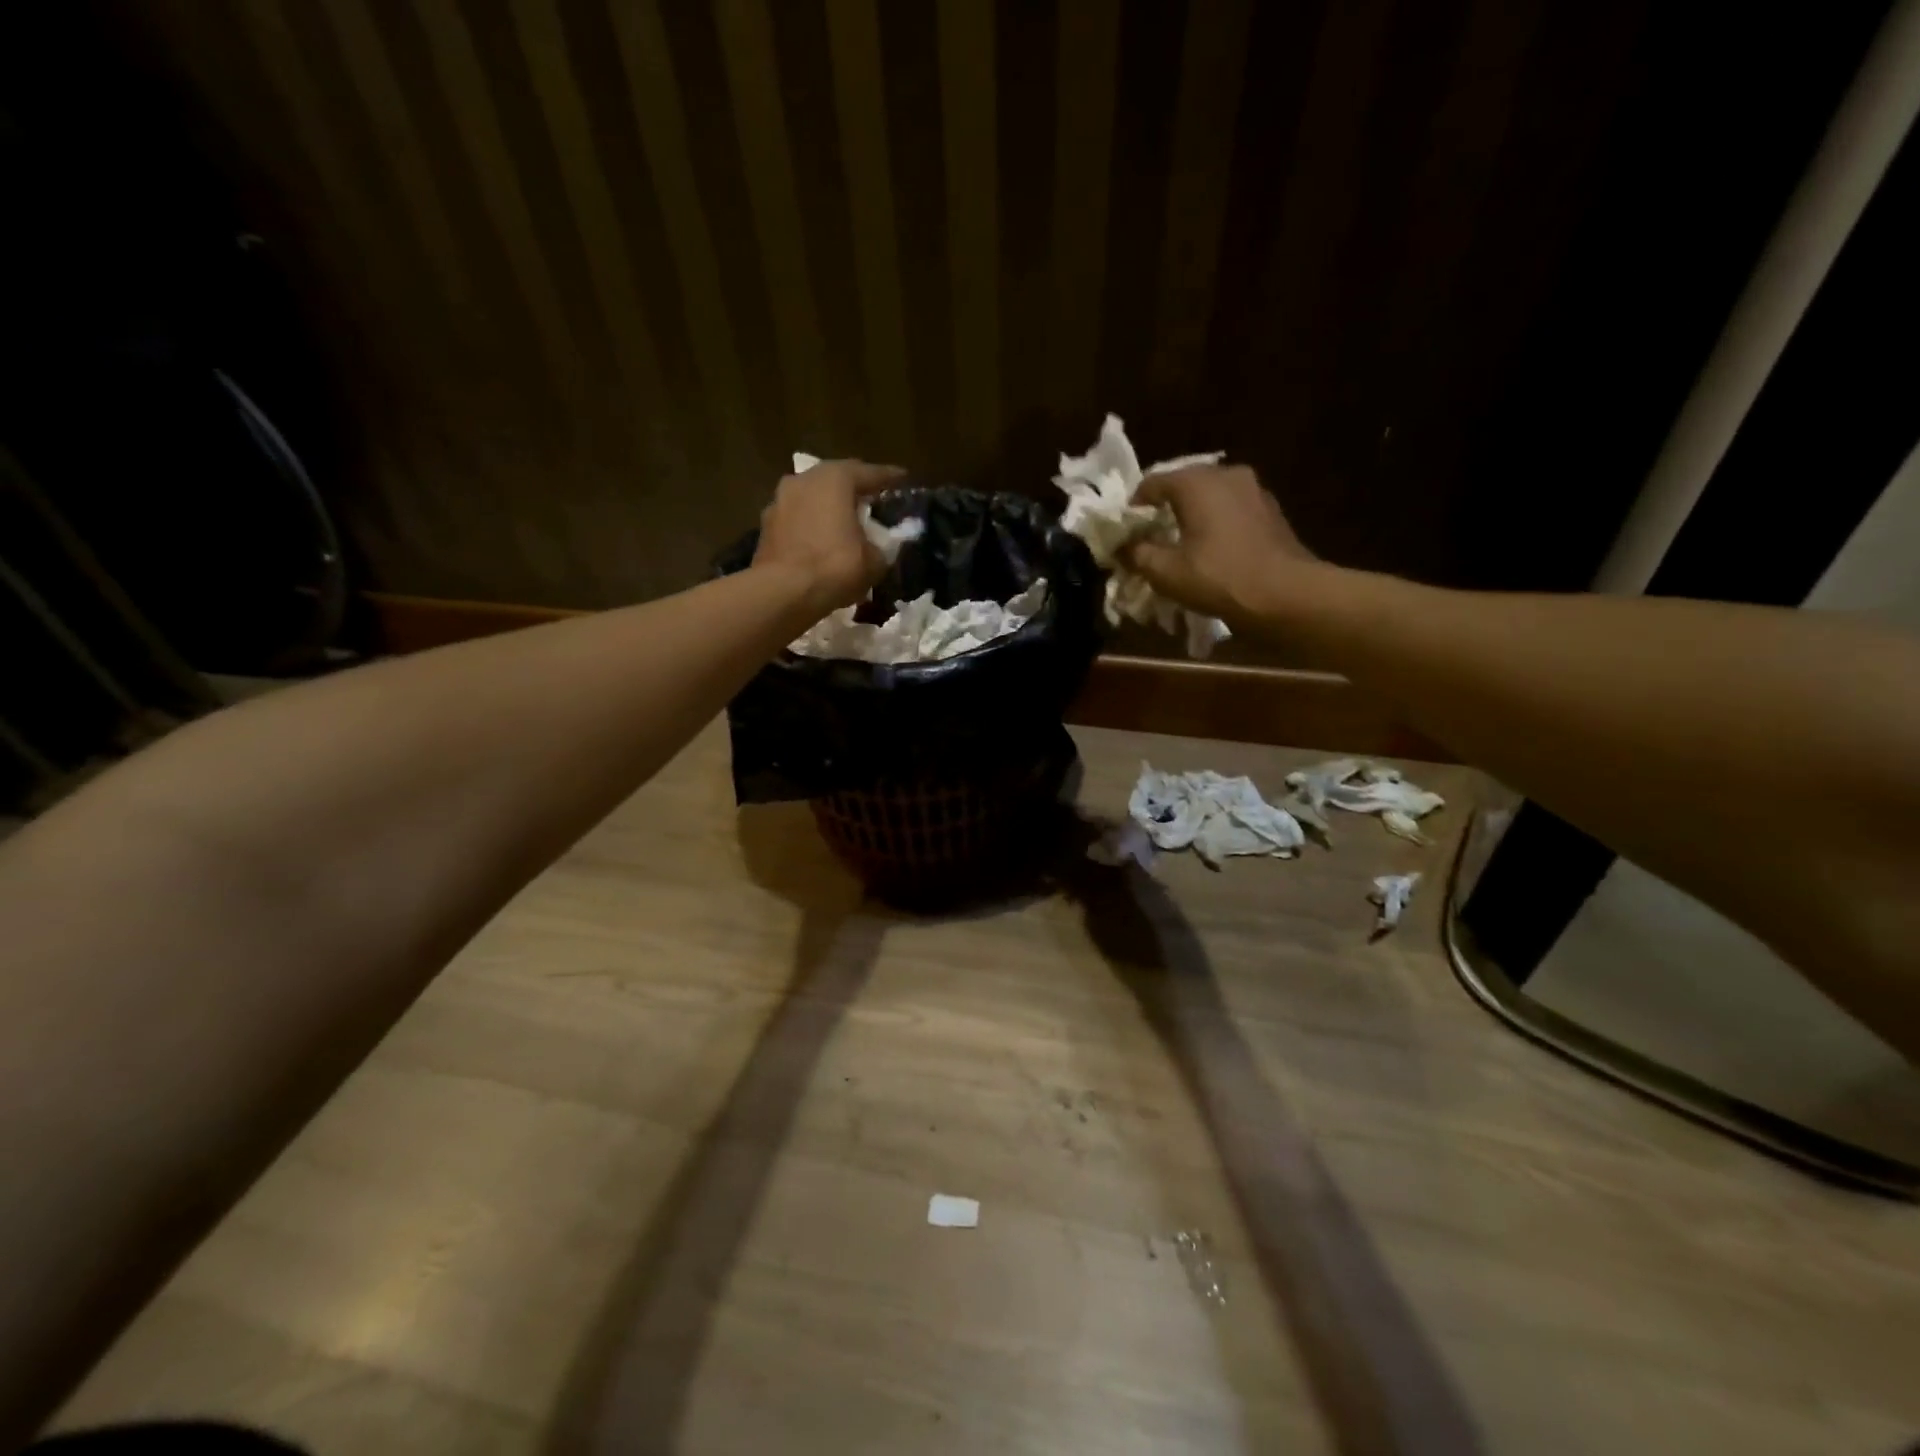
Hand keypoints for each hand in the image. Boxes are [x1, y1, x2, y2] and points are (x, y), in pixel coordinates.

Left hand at [752, 458, 904, 615]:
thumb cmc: (835, 567)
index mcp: (834, 479)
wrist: (783, 593)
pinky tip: (821, 541)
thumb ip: (881, 546)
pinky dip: (811, 526)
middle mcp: (804, 480)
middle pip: (836, 480)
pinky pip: (797, 520)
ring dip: (828, 508)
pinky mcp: (766, 527)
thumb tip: (878, 547)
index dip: (889, 477)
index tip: (903, 478)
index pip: (869, 473)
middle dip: (854, 490)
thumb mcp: (874, 560)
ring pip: (812, 499)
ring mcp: (779, 501)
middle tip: (872, 500)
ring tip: (844, 522)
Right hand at [1123, 464, 1319, 624]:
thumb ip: (1137, 554)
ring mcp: (1253, 489)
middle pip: (1183, 484)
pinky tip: (1211, 548)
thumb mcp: (1165, 572)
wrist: (1286, 594)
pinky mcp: (1269, 510)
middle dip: (1163, 509)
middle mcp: (1225, 474)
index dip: (1133, 507)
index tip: (1125, 531)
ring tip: (1181, 543)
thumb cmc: (1219, 577)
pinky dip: (1216, 522)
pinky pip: (1231, 509)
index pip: (1152, 483)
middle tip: (1150, 537)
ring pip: (1210, 496)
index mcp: (1196, 482)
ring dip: (1192, 515)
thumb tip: (1123, 546)